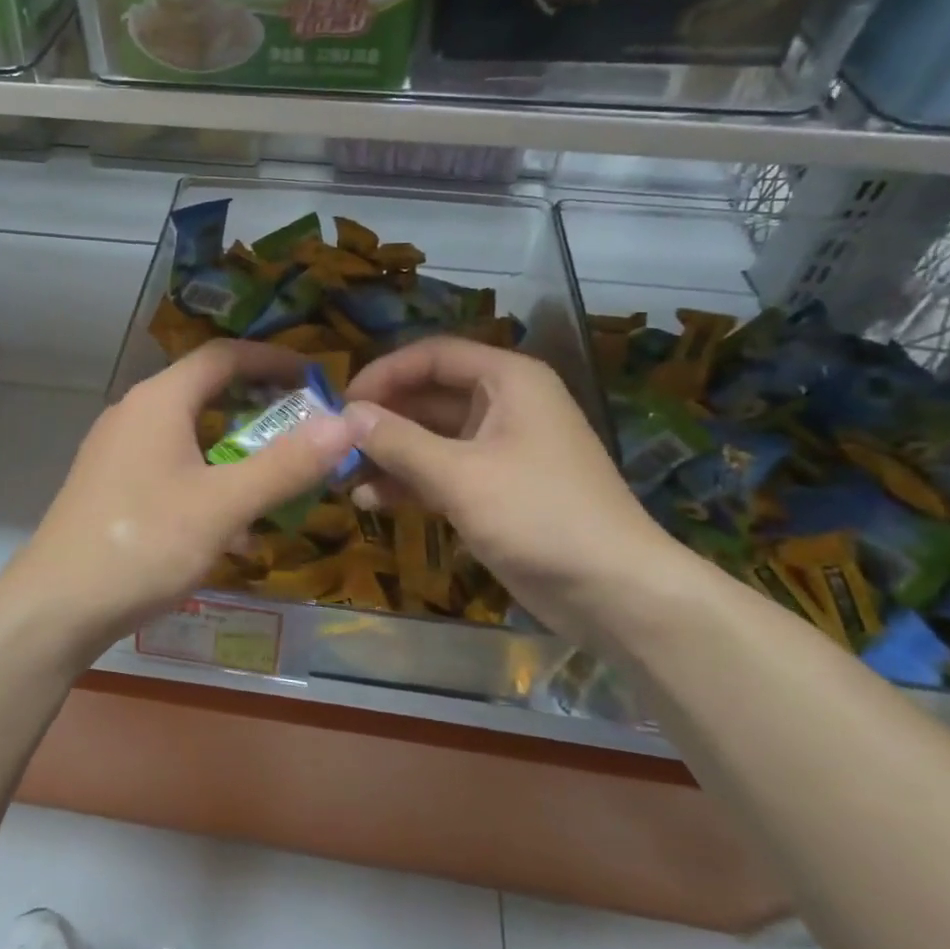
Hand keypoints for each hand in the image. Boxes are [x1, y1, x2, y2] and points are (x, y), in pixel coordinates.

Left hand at [0, 340, 358, 664]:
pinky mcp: (111, 485)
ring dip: (236, 450)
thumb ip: (286, 465)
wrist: (54, 608)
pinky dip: (208, 480)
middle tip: (304, 430)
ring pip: (190, 434)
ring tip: (276, 479)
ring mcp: (117, 450)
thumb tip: (346, 424)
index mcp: (159, 400)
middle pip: (206, 391)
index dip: (273, 360)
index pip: (224, 356)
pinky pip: (171, 466)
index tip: (316, 378)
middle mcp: (134, 413)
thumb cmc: (143, 544)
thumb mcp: (224, 505)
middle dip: (259, 408)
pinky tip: (231, 528)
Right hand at [343, 337, 676, 632]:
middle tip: (335, 443)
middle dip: (382, 419)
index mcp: (508, 380)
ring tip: (343, 476)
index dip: (385, 373)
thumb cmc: (539, 516)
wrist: (614, 592)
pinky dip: (409, 482)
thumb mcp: (460, 475)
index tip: (342, 402)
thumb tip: (346, 414)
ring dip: (389, 454)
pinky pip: (442, 471)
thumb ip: (398, 441)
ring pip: (430, 438)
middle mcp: (504, 404)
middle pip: (428, 396)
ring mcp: (499, 449)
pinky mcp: (495, 489)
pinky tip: (371, 500)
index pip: (433, 356)